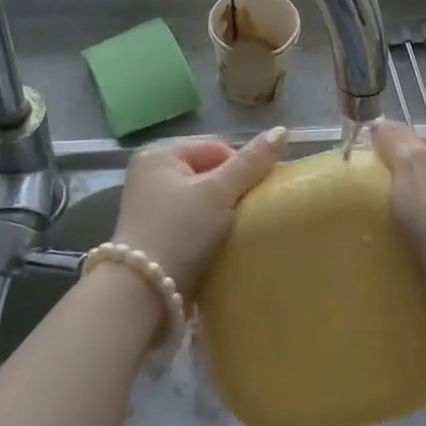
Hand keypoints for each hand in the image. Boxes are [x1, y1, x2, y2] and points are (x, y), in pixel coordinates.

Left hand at [110, 127, 287, 292]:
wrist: (143, 294)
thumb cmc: (180, 232)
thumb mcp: (218, 192)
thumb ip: (251, 162)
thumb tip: (282, 130)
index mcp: (159, 155)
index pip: (216, 148)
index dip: (242, 167)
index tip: (260, 193)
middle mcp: (151, 175)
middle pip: (210, 172)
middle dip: (233, 191)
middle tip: (252, 213)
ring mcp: (152, 207)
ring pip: (204, 199)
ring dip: (224, 212)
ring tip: (240, 229)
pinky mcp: (157, 235)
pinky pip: (194, 221)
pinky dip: (211, 229)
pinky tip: (223, 243)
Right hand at [371, 119, 425, 325]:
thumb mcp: (412, 162)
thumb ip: (394, 138)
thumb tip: (379, 126)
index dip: (400, 149)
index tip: (376, 165)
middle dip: (404, 180)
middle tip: (378, 192)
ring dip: (409, 208)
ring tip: (387, 218)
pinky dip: (419, 230)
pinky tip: (402, 237)